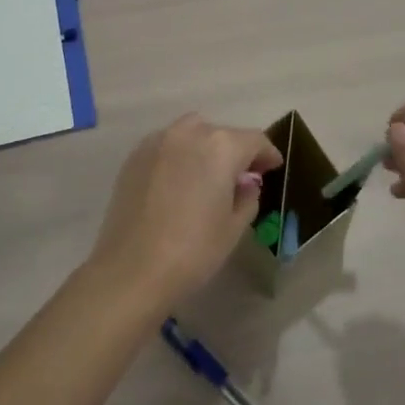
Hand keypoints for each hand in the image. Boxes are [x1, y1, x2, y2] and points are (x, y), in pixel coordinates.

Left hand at [87, 115, 282, 312]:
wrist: (131, 271)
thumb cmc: (193, 251)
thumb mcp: (234, 227)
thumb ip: (248, 196)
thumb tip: (246, 182)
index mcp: (221, 147)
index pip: (254, 140)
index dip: (267, 154)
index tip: (273, 168)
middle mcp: (190, 133)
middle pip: (222, 134)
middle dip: (236, 151)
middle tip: (242, 176)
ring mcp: (158, 142)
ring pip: (192, 133)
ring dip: (206, 147)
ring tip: (208, 174)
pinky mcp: (135, 156)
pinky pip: (167, 145)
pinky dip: (180, 154)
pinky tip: (179, 180)